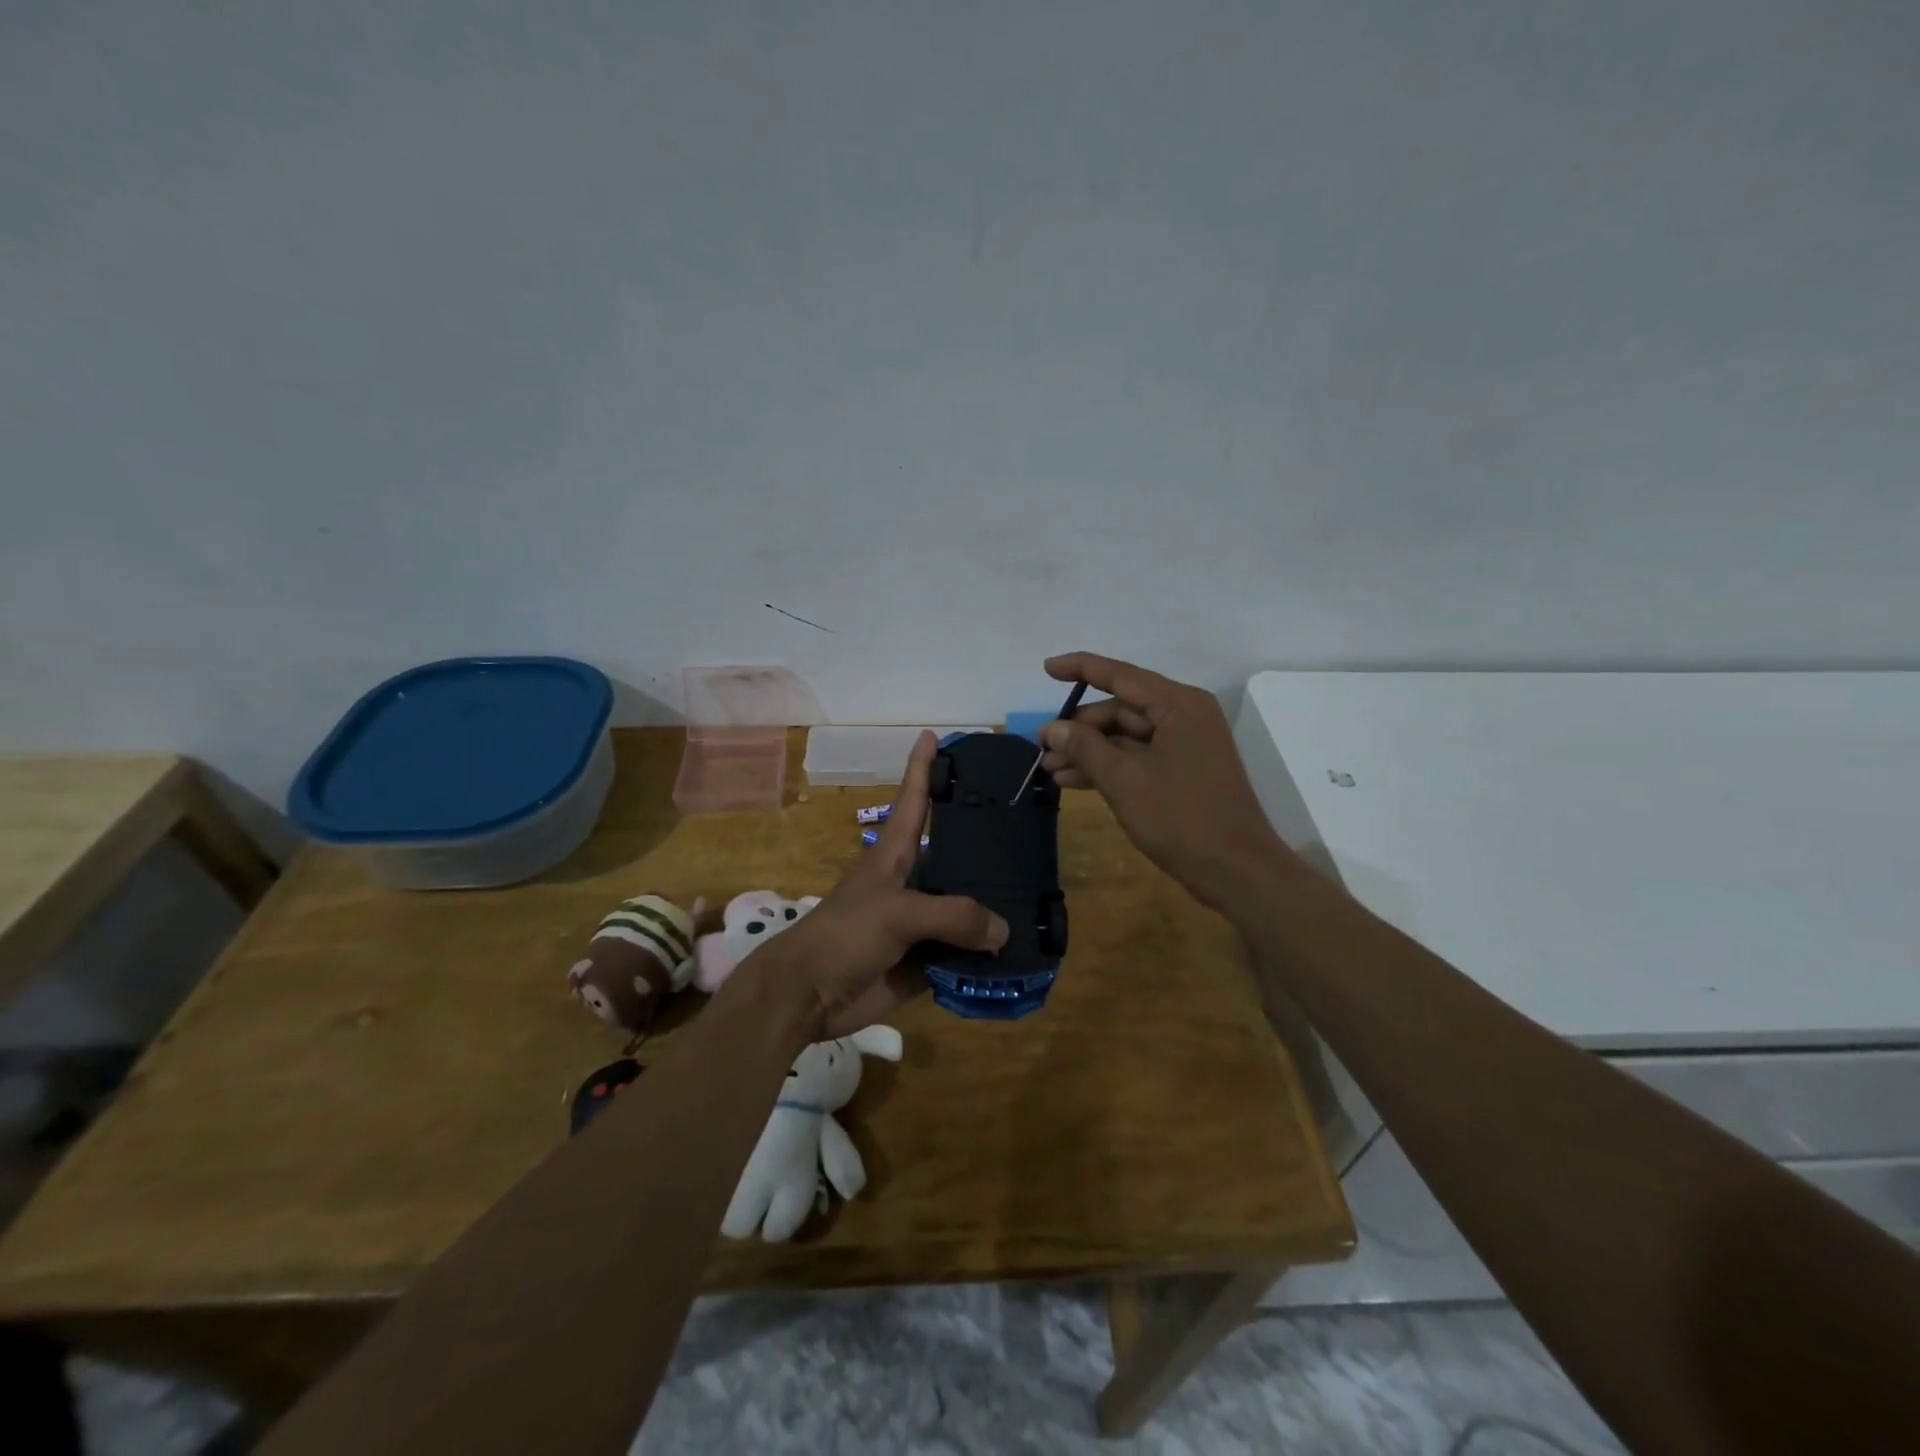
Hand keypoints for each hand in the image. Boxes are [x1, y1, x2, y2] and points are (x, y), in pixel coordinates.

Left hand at [740, 731, 1008, 1041]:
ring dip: (993, 909)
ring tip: (1038, 896)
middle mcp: (910, 883)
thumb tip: (1003, 932)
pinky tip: (1019, 952)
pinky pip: (961, 953)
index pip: (913, 800)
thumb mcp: (898, 913)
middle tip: (1029, 832)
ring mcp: (917, 923)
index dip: (922, 767)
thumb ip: (953, 916)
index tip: (934, 736)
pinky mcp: (922, 961)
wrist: (808, 995)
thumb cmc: (845, 935)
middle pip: (952, 857)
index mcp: (894, 856)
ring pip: (963, 909)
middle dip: (984, 846)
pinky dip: (985, 956)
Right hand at [1038, 652, 1296, 911]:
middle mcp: (1183, 716)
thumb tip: (1052, 728)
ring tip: (1048, 768)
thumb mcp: (1124, 780)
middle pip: (1120, 708)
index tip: (1046, 668)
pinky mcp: (1181, 772)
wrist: (1236, 871)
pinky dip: (1107, 767)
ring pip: (1125, 736)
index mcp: (1178, 705)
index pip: (1120, 675)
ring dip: (1087, 751)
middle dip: (1078, 728)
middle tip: (1041, 747)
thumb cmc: (1181, 818)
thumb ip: (1085, 748)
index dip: (1080, 668)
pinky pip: (1136, 757)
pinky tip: (1072, 780)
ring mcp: (1184, 746)